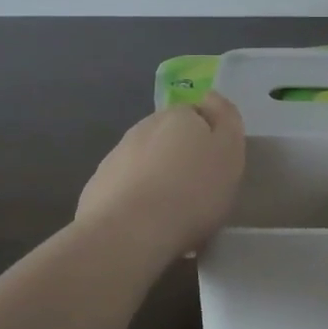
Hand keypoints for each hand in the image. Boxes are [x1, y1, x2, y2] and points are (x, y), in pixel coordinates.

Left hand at [76, 93, 245, 258]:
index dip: (210, 137)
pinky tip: (145, 223)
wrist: (130, 231)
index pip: (198, 114)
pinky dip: (136, 198)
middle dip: (181, 155)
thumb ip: (226, 120)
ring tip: (171, 211)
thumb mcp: (229, 152)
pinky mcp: (97, 187)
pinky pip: (125, 187)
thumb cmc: (193, 191)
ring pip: (145, 161)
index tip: (217, 164)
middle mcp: (144, 127)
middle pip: (170, 137)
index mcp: (178, 116)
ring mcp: (116, 156)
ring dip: (158, 176)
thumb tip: (210, 97)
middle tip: (197, 189)